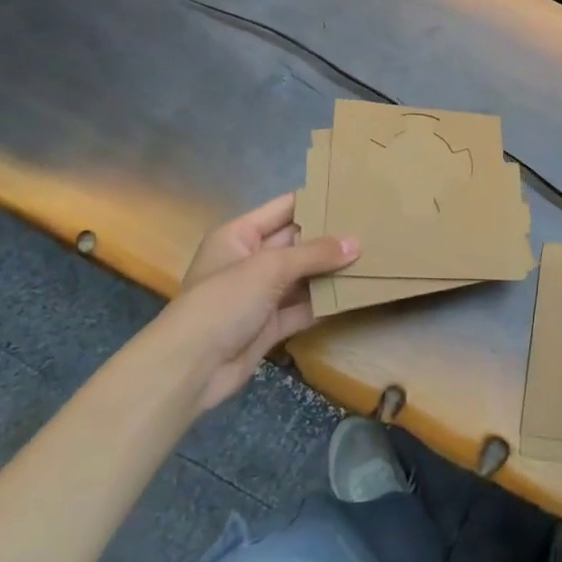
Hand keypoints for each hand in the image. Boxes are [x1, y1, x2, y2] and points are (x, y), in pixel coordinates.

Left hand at [163, 194, 358, 412]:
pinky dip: (325, 302)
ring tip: (372, 257)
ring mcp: (260, 295)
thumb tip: (356, 243)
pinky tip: (355, 293)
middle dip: (329, 237)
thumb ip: (314, 254)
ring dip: (331, 271)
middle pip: (296, 243)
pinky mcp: (269, 326)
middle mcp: (249, 260)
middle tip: (371, 226)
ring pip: (302, 276)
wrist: (190, 368)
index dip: (314, 201)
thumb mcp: (270, 267)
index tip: (351, 193)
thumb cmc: (224, 300)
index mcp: (239, 235)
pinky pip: (303, 308)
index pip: (283, 209)